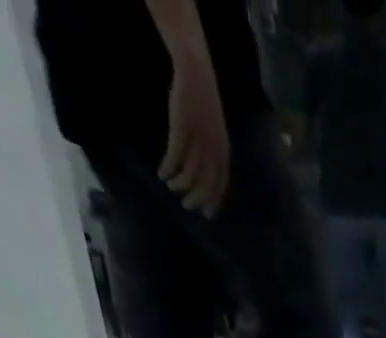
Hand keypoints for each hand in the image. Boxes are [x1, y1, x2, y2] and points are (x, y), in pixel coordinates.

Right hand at [160, 66, 229, 215]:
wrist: (197, 75)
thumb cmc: (204, 105)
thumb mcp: (216, 134)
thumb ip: (214, 154)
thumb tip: (207, 176)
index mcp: (223, 152)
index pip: (220, 185)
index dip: (213, 201)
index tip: (206, 215)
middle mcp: (213, 150)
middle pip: (206, 183)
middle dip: (196, 198)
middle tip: (185, 205)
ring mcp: (198, 140)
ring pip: (190, 172)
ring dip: (179, 184)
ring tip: (170, 186)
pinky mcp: (182, 129)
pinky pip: (174, 156)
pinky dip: (168, 167)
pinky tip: (162, 173)